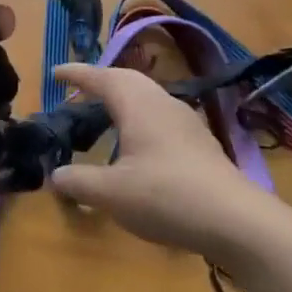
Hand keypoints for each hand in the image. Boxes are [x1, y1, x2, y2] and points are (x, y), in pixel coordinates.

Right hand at [47, 63, 278, 261]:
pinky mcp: (200, 141)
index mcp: (137, 104)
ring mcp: (185, 120)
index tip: (56, 73)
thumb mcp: (111, 193)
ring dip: (123, 100)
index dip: (76, 74)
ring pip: (147, 97)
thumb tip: (56, 175)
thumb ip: (79, 181)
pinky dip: (140, 118)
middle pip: (127, 80)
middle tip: (78, 93)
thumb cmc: (166, 196)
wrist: (235, 219)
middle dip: (101, 82)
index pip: (101, 77)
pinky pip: (161, 116)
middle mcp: (161, 102)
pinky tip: (138, 145)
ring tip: (105, 116)